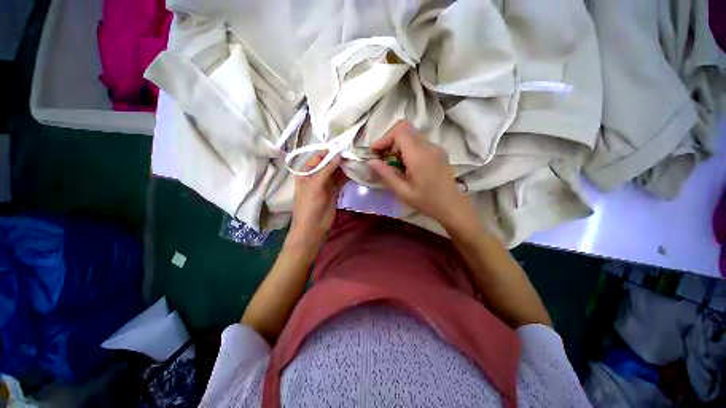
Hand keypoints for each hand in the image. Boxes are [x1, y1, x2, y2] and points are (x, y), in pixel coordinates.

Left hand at [289, 152, 346, 247]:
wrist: (313, 227)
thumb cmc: (309, 205)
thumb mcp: (315, 185)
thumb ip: (326, 169)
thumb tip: (338, 154)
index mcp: (306, 172)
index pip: (318, 156)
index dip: (330, 151)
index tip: (344, 146)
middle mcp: (316, 175)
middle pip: (329, 162)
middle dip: (340, 158)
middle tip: (353, 153)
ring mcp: (326, 183)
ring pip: (336, 171)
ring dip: (345, 166)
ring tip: (356, 160)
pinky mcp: (334, 190)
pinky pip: (341, 180)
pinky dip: (347, 175)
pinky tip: (355, 171)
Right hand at [368, 121, 477, 230]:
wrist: (452, 205)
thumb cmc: (426, 201)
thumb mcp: (402, 192)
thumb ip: (386, 175)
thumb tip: (370, 161)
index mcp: (419, 156)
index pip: (400, 131)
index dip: (384, 138)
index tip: (374, 152)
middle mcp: (429, 146)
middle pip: (405, 129)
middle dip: (389, 140)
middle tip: (382, 157)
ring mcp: (435, 147)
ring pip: (411, 134)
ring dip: (398, 144)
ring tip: (393, 163)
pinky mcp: (438, 150)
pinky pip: (418, 141)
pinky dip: (407, 147)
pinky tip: (406, 164)